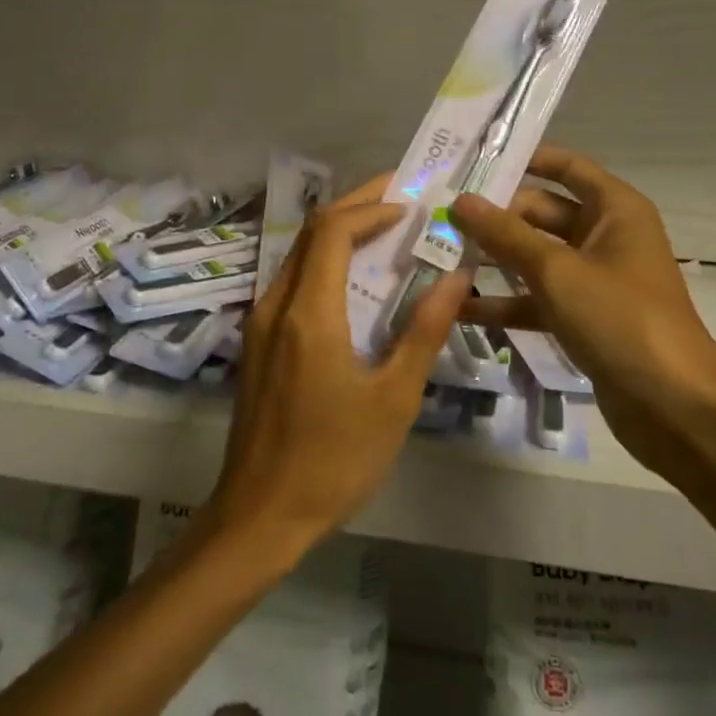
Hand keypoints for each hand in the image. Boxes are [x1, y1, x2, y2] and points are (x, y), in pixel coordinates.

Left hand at [207, 175, 470, 560]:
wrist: (260, 517)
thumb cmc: (334, 460)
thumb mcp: (394, 398)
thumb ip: (424, 330)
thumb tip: (457, 276)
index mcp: (309, 314)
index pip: (334, 231)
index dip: (372, 207)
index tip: (412, 203)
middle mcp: (276, 305)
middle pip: (313, 233)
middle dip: (357, 207)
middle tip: (403, 198)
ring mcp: (260, 323)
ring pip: (300, 255)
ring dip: (341, 234)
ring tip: (388, 232)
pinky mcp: (258, 343)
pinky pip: (293, 282)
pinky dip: (327, 264)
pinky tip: (358, 282)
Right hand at [449, 146, 715, 483]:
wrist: (675, 406)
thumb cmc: (621, 319)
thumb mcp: (558, 272)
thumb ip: (506, 235)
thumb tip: (460, 201)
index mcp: (614, 209)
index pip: (565, 167)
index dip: (523, 160)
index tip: (472, 163)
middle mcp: (604, 236)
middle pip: (540, 213)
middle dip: (494, 219)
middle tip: (438, 220)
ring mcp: (593, 279)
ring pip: (534, 258)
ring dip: (493, 261)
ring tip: (437, 259)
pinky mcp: (582, 318)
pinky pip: (537, 299)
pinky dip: (505, 303)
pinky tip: (459, 309)